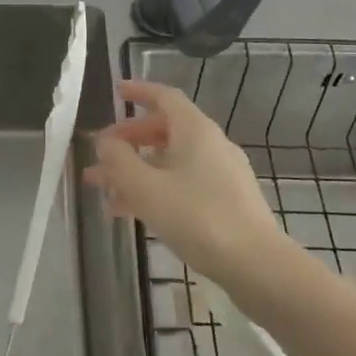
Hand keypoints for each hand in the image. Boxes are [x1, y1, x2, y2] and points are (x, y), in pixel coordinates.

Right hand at [86, 78, 279, 286]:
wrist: (255, 264)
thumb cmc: (196, 216)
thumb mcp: (145, 187)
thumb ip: (118, 160)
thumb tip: (105, 142)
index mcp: (195, 130)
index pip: (164, 97)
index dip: (138, 92)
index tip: (115, 92)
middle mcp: (211, 144)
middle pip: (164, 130)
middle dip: (128, 141)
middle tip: (100, 155)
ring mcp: (221, 174)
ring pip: (170, 161)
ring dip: (136, 171)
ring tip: (103, 191)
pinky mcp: (226, 201)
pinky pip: (182, 184)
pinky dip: (155, 189)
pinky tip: (132, 213)